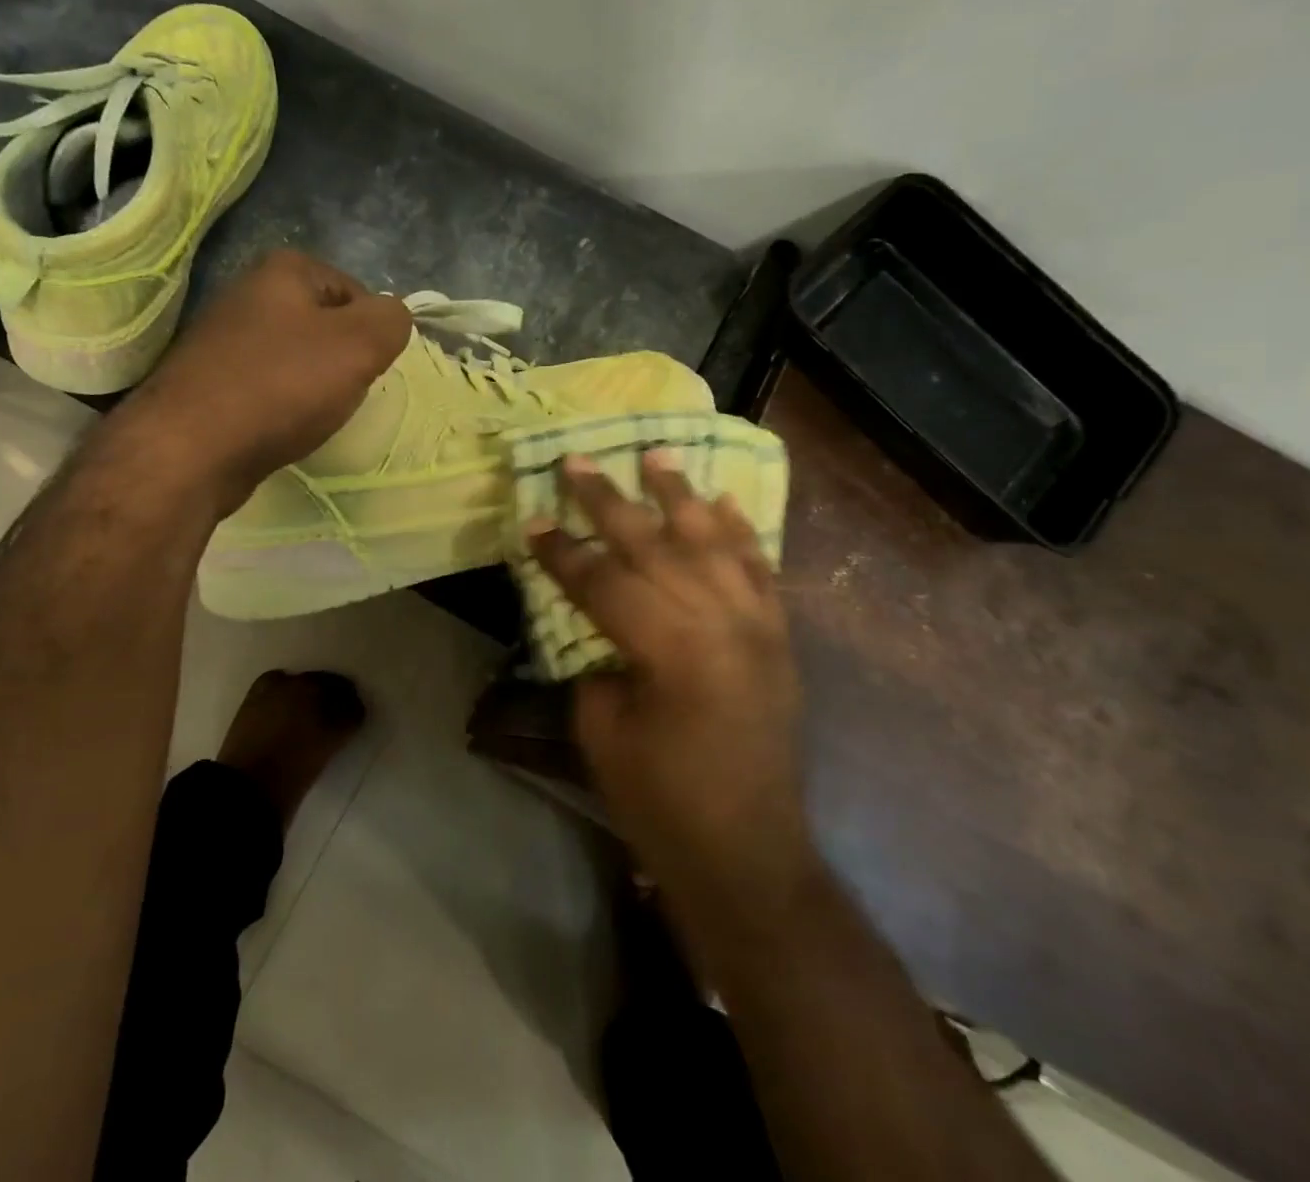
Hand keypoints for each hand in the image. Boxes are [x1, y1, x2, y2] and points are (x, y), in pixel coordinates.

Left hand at [126, 250, 411, 512]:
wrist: (191, 448)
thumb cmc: (281, 386)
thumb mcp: (359, 345)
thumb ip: (392, 320)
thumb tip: (391, 318)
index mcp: (283, 270)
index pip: (357, 292)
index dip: (372, 333)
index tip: (367, 370)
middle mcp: (248, 293)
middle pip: (325, 326)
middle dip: (342, 361)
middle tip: (342, 394)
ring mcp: (222, 338)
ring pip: (296, 358)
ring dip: (312, 386)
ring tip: (311, 415)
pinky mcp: (209, 381)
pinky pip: (266, 386)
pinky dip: (281, 406)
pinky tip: (280, 427)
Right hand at [528, 451, 812, 911]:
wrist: (749, 855)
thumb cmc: (663, 802)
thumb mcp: (603, 731)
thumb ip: (595, 661)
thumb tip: (594, 621)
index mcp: (670, 649)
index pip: (602, 582)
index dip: (561, 552)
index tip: (530, 520)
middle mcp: (720, 623)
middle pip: (654, 546)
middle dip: (609, 502)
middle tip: (578, 462)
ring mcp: (758, 626)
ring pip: (712, 543)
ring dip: (680, 495)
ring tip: (656, 453)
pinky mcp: (778, 638)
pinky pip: (760, 570)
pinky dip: (739, 532)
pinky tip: (722, 501)